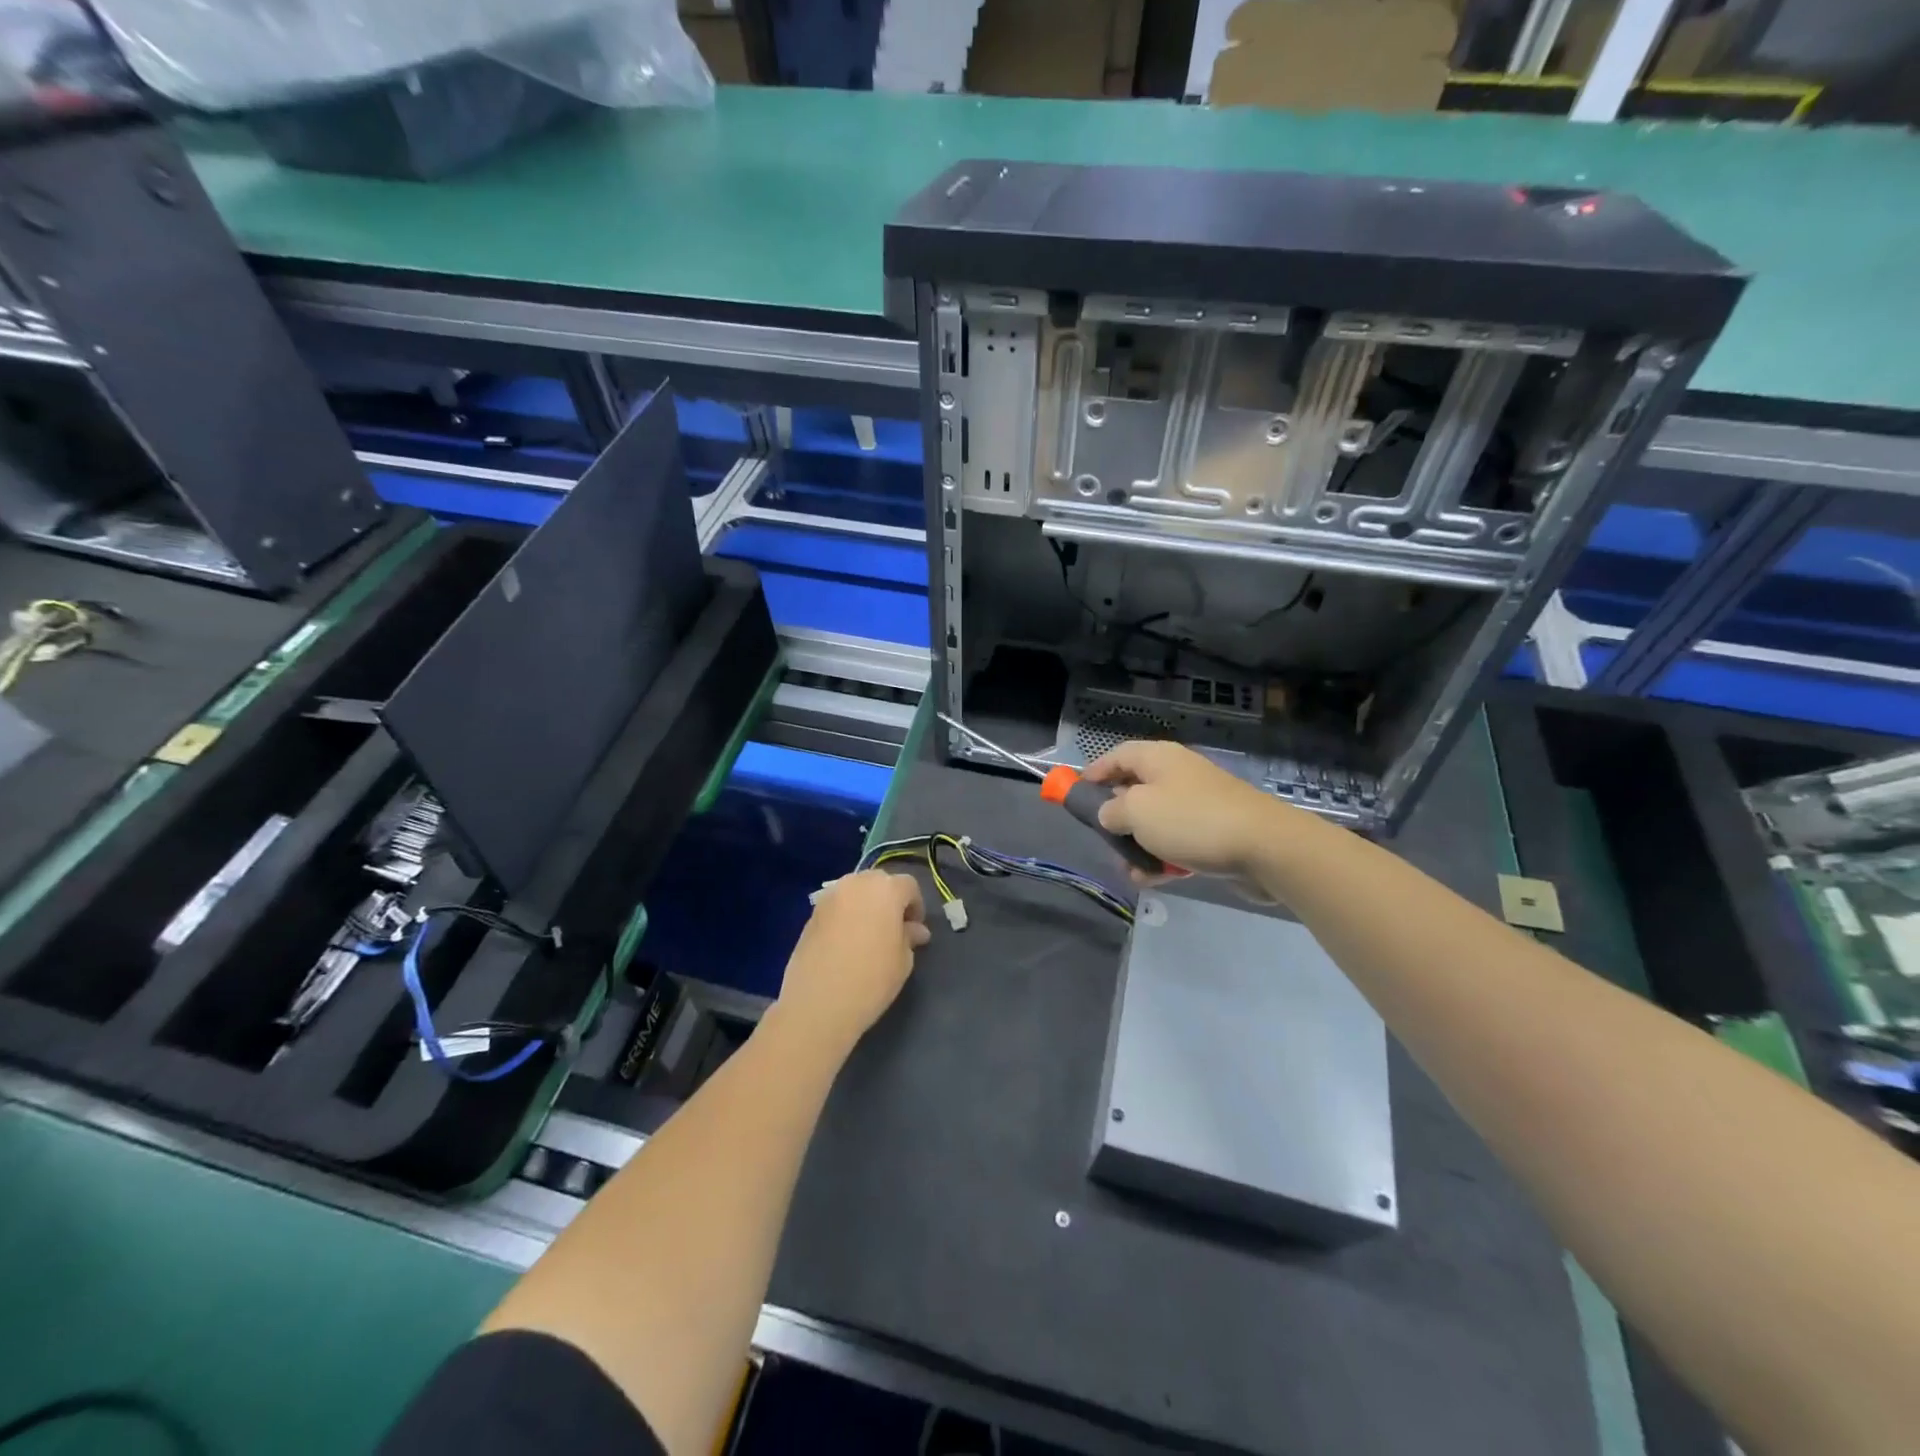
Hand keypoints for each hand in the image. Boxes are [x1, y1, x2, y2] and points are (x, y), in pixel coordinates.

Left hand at [776, 870, 929, 1052]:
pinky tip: (847, 942)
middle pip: (879, 882)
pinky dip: (846, 915)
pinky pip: (837, 906)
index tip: (915, 929)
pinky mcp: (811, 913)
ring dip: (866, 905)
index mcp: (885, 889)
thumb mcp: (903, 960)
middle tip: (894, 929)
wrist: (818, 1003)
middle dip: (890, 900)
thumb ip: (909, 937)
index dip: (916, 906)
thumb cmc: (871, 979)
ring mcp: (830, 896)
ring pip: (855, 891)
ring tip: (869, 934)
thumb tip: (914, 929)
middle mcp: (856, 883)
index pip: (908, 885)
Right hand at [1085, 740, 1304, 886]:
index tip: (1075, 794)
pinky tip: (1155, 878)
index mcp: (1159, 758)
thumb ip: (1112, 811)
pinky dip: (1164, 857)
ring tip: (1130, 868)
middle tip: (1104, 838)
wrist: (1265, 847)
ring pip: (1156, 820)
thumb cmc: (1191, 821)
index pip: (1117, 755)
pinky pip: (1179, 841)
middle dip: (1116, 816)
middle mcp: (1178, 774)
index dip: (1095, 772)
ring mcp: (1199, 803)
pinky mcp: (1215, 831)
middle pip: (1136, 789)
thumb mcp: (1137, 812)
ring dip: (1139, 844)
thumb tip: (1108, 813)